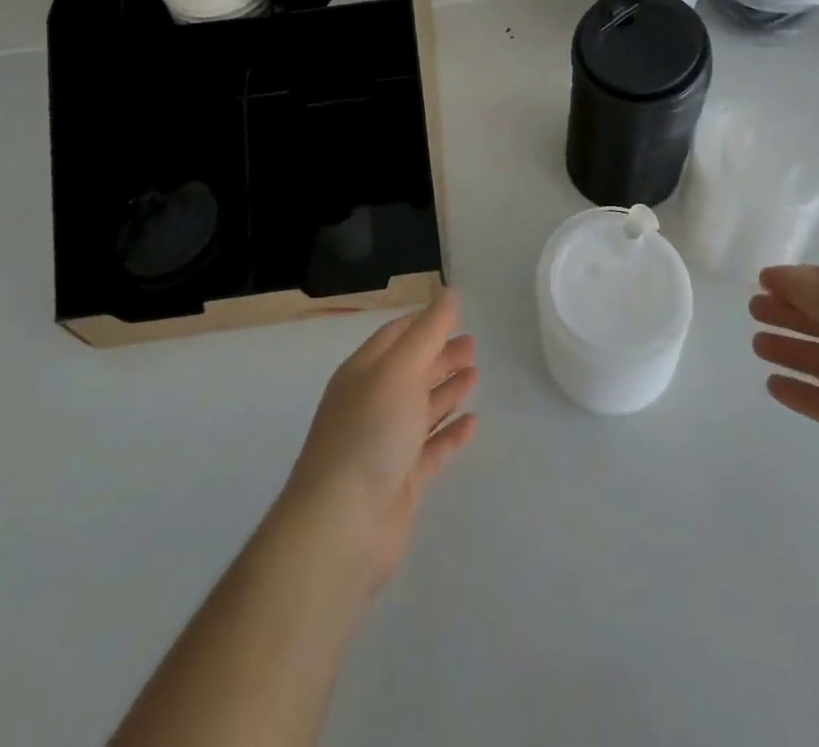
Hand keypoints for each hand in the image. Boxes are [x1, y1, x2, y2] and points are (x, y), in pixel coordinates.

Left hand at [281, 290, 478, 594]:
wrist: (342, 526)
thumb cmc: (370, 432)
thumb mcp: (400, 369)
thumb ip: (429, 331)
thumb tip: (449, 292)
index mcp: (363, 372)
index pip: (395, 336)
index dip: (423, 322)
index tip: (454, 312)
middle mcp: (372, 403)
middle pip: (410, 370)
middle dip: (440, 354)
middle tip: (474, 344)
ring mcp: (386, 443)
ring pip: (421, 407)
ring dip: (447, 389)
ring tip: (476, 373)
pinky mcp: (401, 480)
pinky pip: (432, 448)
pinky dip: (451, 433)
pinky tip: (473, 422)